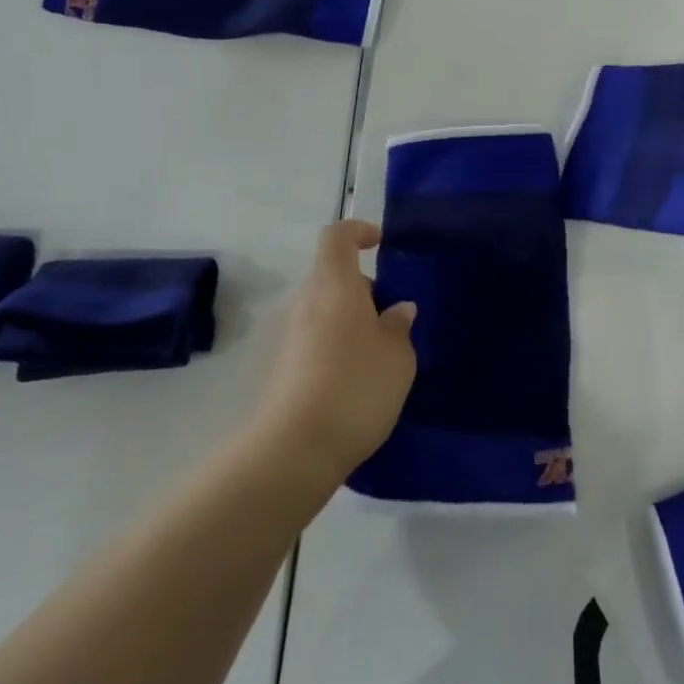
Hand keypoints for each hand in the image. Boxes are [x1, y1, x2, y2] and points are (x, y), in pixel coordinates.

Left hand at [253, 220, 416, 482]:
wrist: (294, 451)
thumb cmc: (356, 388)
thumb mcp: (397, 356)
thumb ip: (399, 326)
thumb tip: (398, 310)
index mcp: (335, 286)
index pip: (337, 237)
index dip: (359, 232)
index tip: (382, 244)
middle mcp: (307, 303)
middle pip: (332, 276)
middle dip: (364, 288)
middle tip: (394, 315)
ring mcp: (291, 337)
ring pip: (326, 309)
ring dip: (353, 319)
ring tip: (383, 351)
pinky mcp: (284, 368)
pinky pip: (317, 339)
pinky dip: (339, 345)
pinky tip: (360, 378)